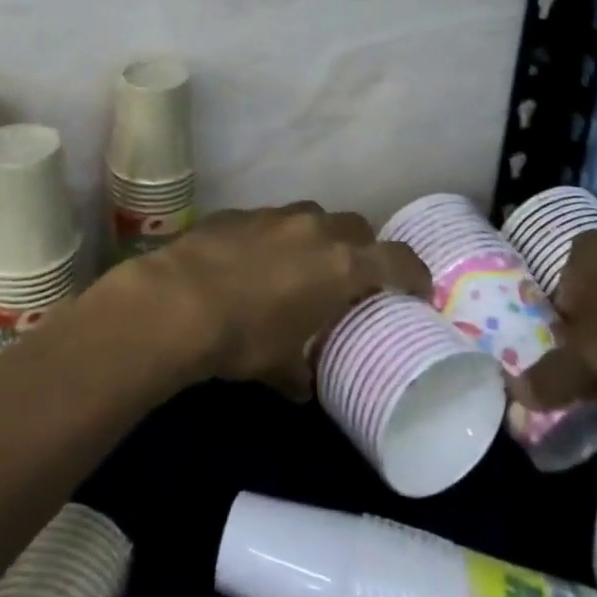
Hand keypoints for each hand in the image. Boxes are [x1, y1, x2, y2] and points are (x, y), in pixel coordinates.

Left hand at [111, 202, 431, 398]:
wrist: (178, 300)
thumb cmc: (243, 337)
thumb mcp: (279, 365)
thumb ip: (299, 372)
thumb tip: (302, 385)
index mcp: (340, 264)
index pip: (397, 259)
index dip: (413, 273)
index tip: (418, 289)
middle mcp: (314, 229)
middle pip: (356, 226)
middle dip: (362, 249)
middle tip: (353, 278)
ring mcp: (274, 215)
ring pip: (312, 216)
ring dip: (317, 238)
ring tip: (301, 267)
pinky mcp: (238, 212)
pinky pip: (270, 220)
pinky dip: (274, 237)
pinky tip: (253, 262)